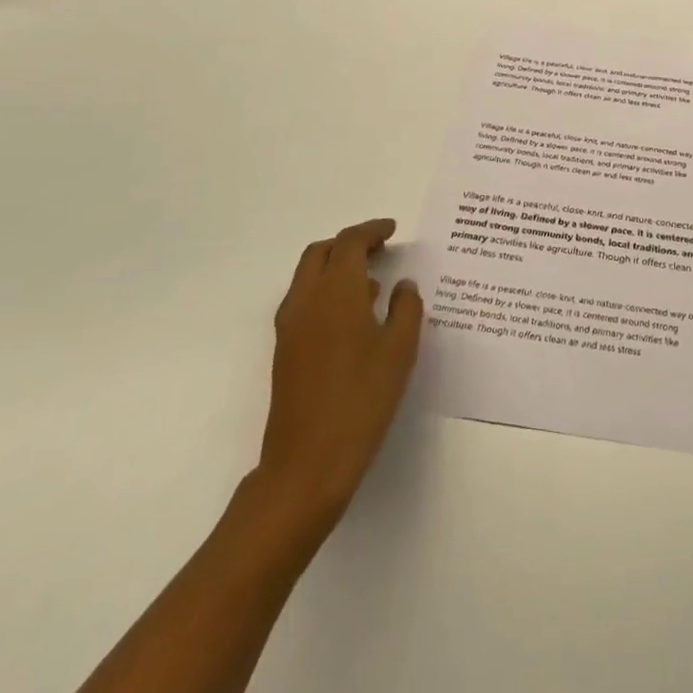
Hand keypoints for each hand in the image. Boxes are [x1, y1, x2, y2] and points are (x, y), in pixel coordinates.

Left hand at [250, 218, 423, 539]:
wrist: (307, 463)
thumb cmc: (362, 399)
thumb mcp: (400, 350)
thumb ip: (407, 308)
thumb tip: (403, 285)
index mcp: (335, 291)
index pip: (349, 242)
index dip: (372, 230)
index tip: (393, 229)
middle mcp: (306, 300)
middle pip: (321, 252)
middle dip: (349, 243)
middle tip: (380, 248)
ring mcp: (290, 326)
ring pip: (308, 276)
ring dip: (336, 267)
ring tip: (373, 283)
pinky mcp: (285, 350)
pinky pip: (304, 301)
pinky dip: (327, 291)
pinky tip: (354, 317)